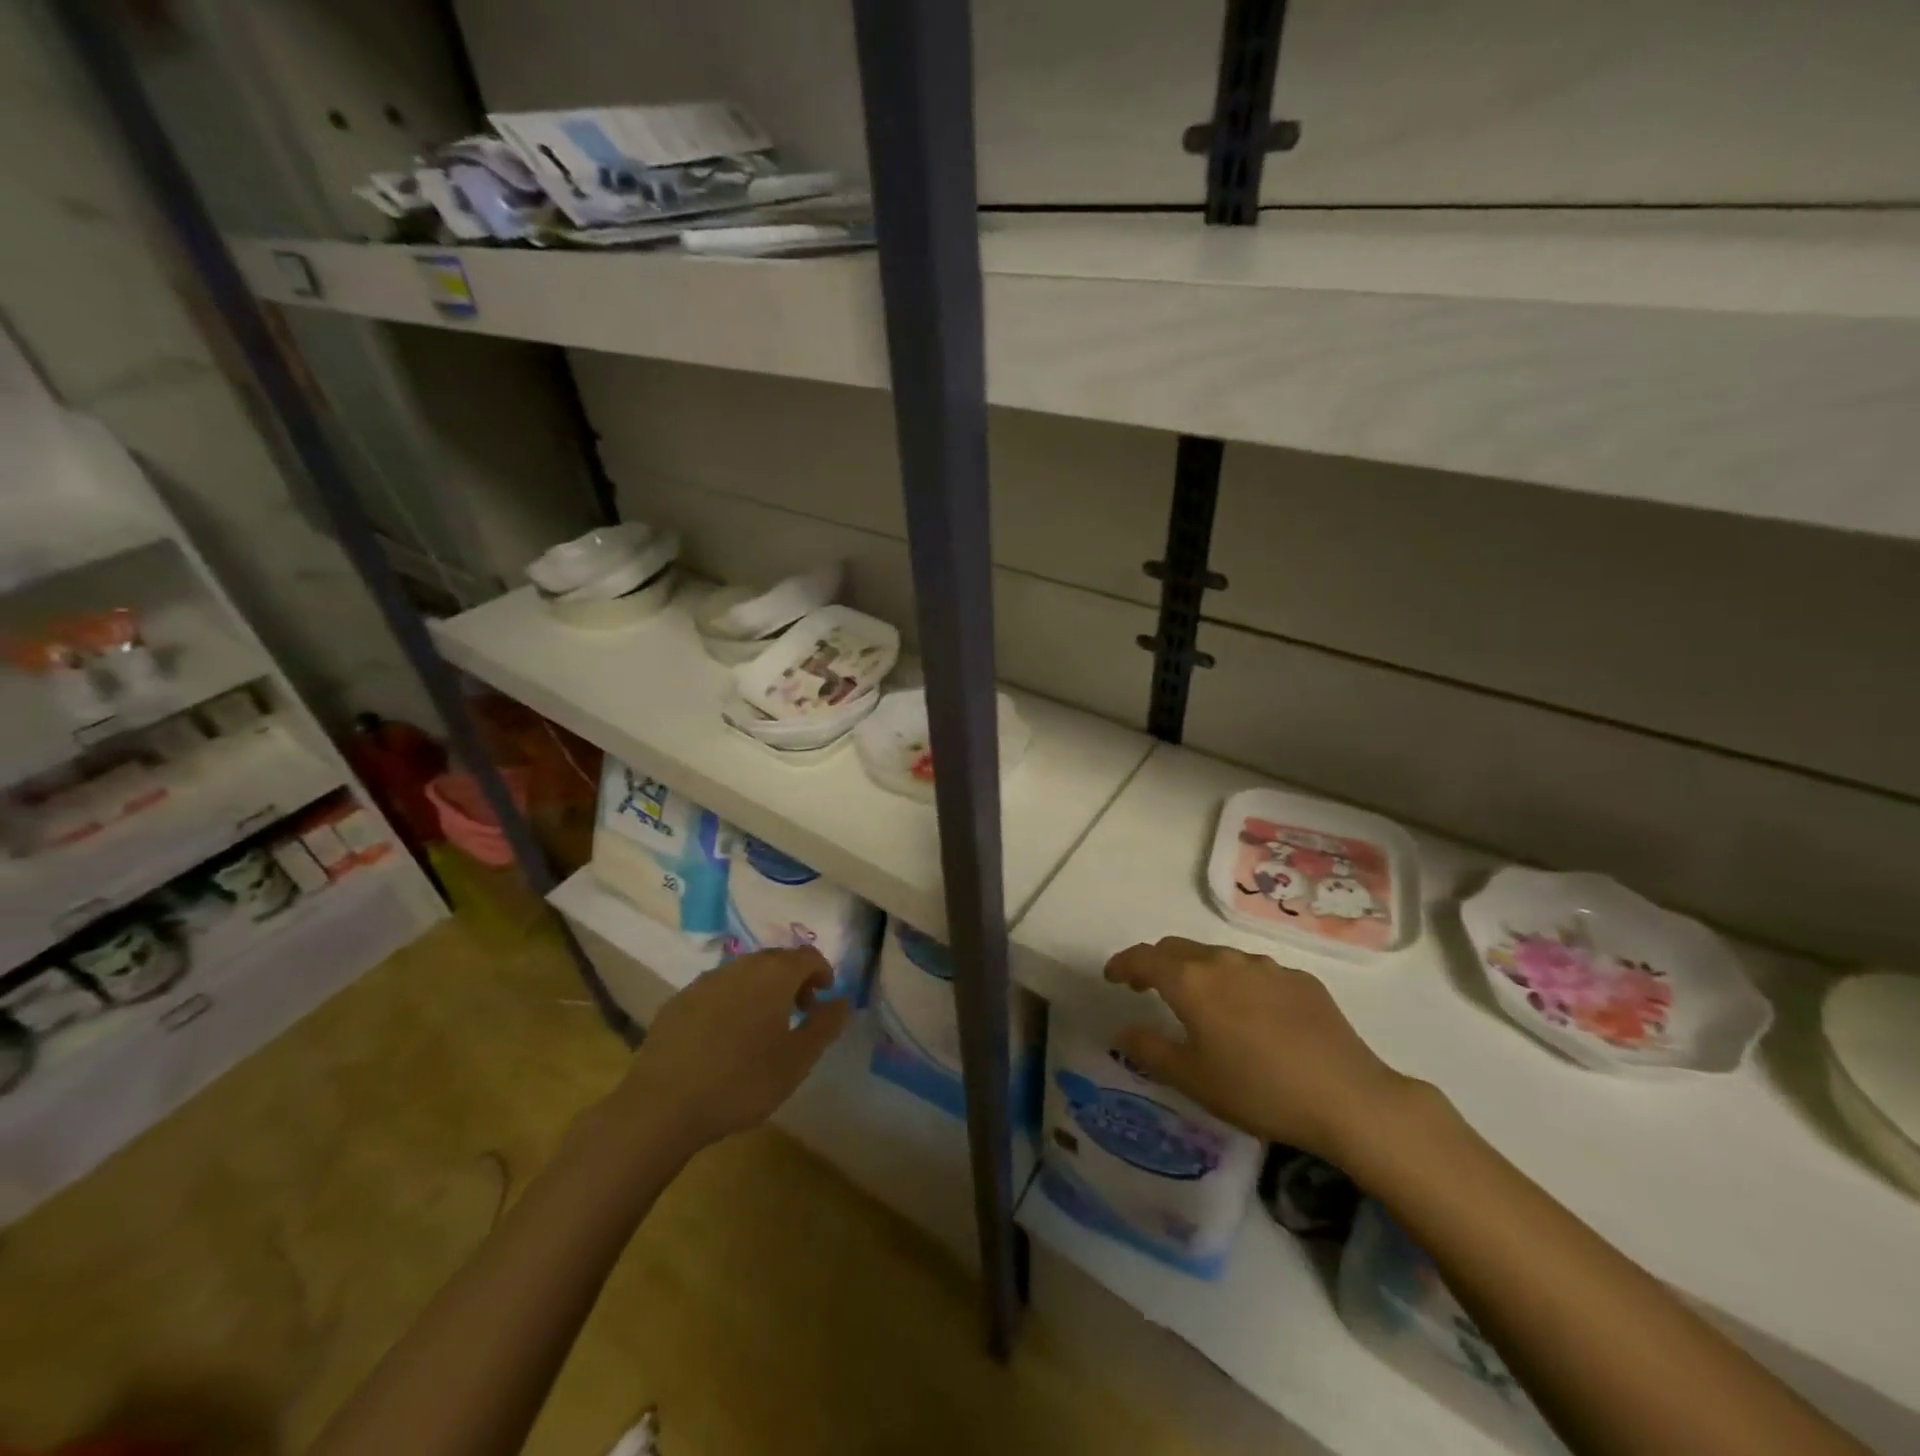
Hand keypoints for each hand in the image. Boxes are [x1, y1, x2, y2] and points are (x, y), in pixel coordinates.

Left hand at [617, 947, 851, 1152]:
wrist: (663, 1105)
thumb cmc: (742, 1081)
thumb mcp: (797, 1060)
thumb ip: (825, 1025)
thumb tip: (843, 1002)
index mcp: (774, 974)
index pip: (808, 956)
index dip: (822, 971)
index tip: (825, 996)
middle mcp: (740, 966)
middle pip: (775, 960)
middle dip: (793, 979)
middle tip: (800, 1010)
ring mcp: (705, 981)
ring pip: (744, 973)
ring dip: (761, 989)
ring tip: (763, 1026)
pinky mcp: (678, 1001)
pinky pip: (716, 991)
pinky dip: (731, 1002)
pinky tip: (725, 1036)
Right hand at [1105, 936, 1413, 1162]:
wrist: (1348, 1098)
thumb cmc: (1258, 1090)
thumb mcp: (1193, 1079)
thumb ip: (1150, 1050)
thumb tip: (1122, 1031)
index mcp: (1191, 982)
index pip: (1143, 958)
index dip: (1122, 964)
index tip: (1112, 977)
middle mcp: (1224, 962)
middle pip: (1178, 949)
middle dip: (1157, 963)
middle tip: (1149, 988)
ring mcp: (1266, 966)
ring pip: (1218, 957)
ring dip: (1199, 972)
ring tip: (1202, 1003)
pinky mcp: (1300, 979)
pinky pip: (1255, 972)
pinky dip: (1238, 984)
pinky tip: (1253, 1016)